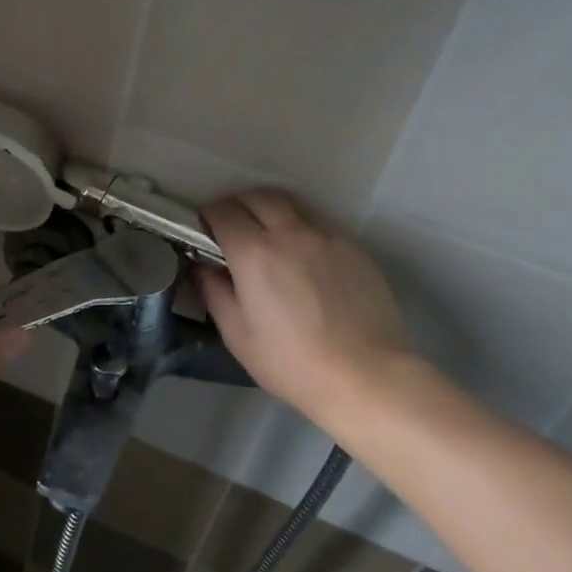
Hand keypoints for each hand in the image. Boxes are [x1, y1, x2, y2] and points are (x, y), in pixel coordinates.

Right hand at [199, 189, 425, 426]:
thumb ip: (215, 293)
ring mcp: (325, 235)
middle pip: (256, 196)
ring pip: (290, 202)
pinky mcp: (352, 246)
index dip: (208, 217)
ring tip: (265, 233)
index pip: (222, 211)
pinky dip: (299, 223)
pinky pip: (317, 220)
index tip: (205, 231)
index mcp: (254, 253)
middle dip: (237, 204)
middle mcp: (289, 232)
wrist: (366, 376)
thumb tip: (205, 268)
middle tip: (231, 228)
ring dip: (269, 208)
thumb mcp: (238, 335)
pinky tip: (300, 252)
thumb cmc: (292, 362)